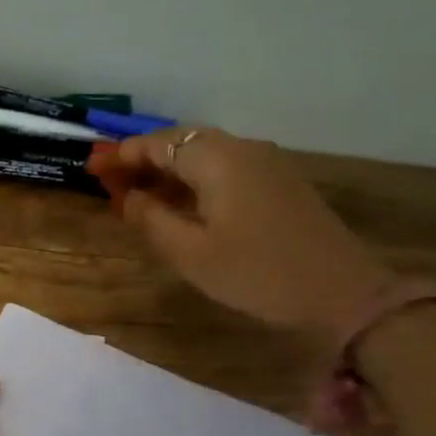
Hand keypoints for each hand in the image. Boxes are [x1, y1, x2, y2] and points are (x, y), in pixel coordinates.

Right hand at [88, 130, 392, 347]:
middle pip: (183, 143)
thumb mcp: (191, 254)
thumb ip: (152, 220)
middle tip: (113, 184)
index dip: (124, 155)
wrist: (341, 291)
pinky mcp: (280, 185)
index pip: (160, 144)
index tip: (94, 168)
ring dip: (170, 173)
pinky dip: (195, 182)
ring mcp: (267, 165)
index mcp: (218, 159)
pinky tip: (182, 207)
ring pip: (206, 157)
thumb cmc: (256, 273)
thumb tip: (129, 197)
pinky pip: (226, 171)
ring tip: (140, 198)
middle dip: (145, 161)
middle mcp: (243, 150)